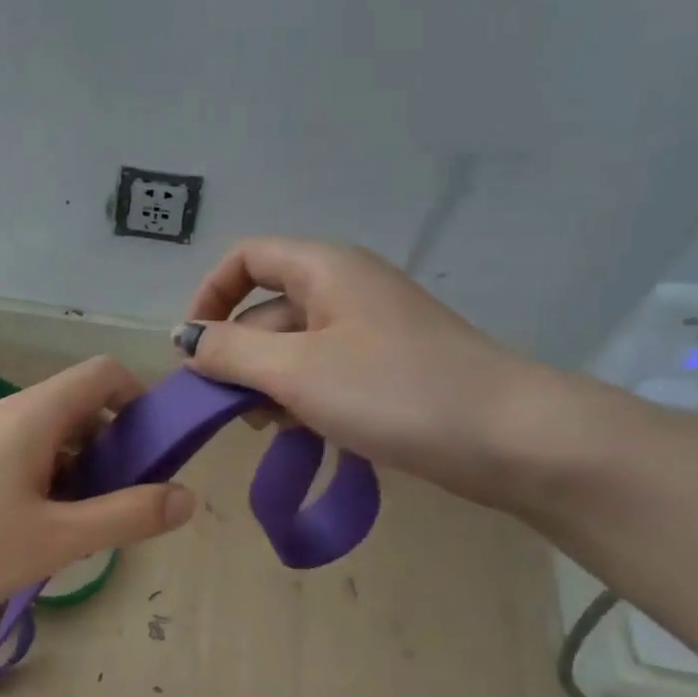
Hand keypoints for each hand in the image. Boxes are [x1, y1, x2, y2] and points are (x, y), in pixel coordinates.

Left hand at [0, 357, 195, 632]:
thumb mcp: (57, 540)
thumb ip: (127, 516)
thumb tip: (187, 497)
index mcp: (31, 413)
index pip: (102, 374)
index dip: (139, 402)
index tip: (153, 453)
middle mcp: (0, 410)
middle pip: (73, 408)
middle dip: (108, 449)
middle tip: (114, 507)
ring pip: (42, 436)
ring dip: (72, 470)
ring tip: (70, 530)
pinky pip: (11, 455)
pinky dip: (38, 480)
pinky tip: (26, 532)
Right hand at [175, 237, 558, 504]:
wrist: (508, 437)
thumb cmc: (393, 391)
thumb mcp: (296, 371)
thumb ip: (230, 353)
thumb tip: (189, 343)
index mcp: (324, 269)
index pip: (246, 259)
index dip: (209, 297)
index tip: (194, 350)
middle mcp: (344, 290)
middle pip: (265, 311)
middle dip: (238, 358)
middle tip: (234, 411)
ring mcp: (367, 333)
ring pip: (291, 350)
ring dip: (268, 387)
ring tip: (275, 428)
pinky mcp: (384, 371)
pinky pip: (322, 376)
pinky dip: (302, 401)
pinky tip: (305, 435)